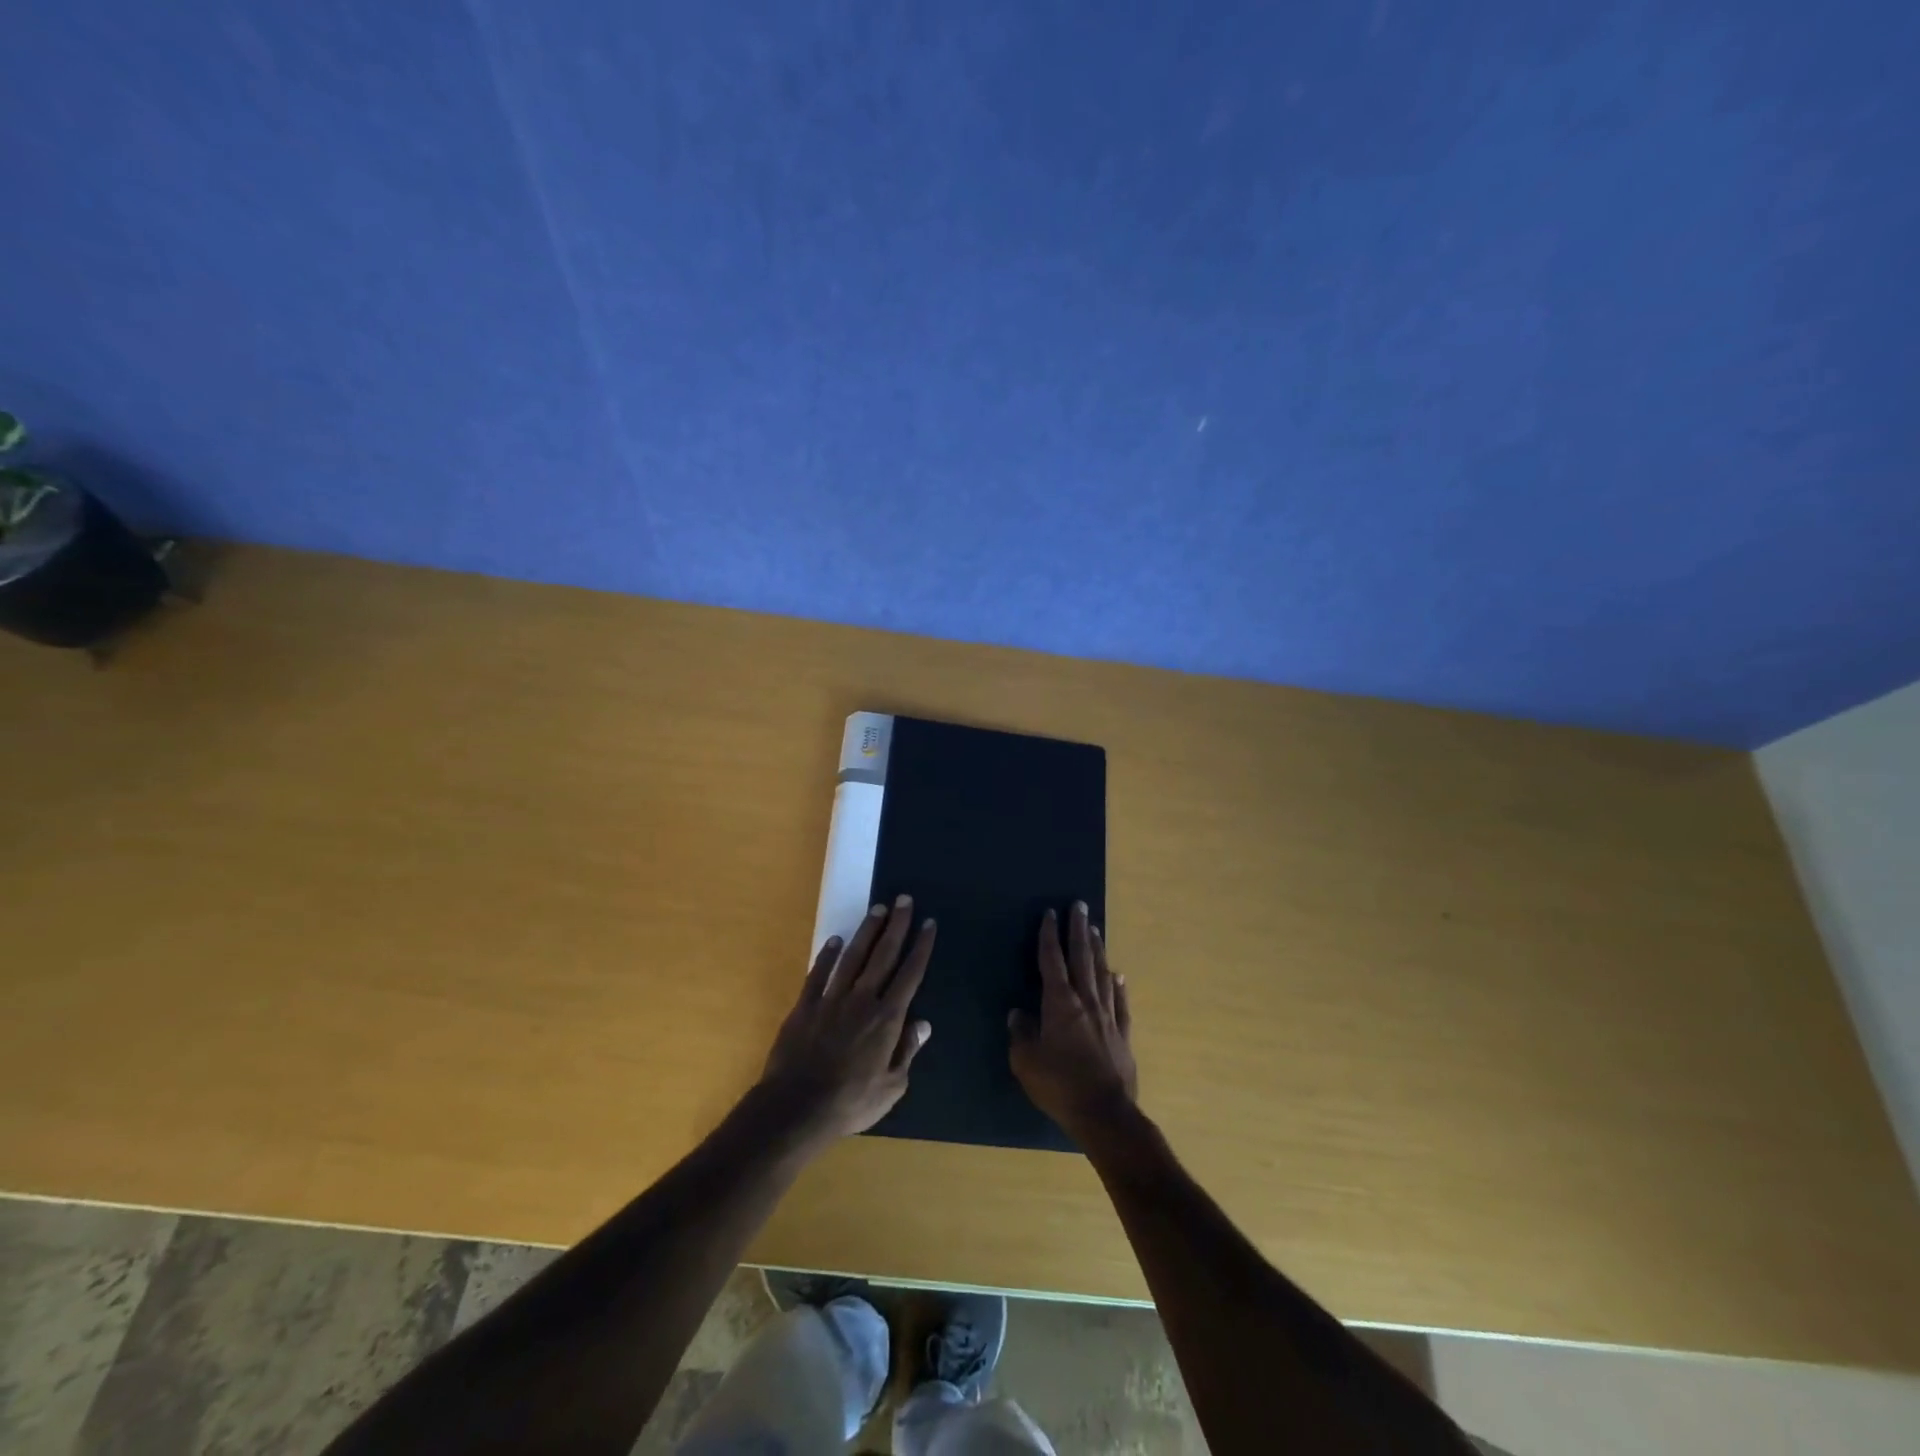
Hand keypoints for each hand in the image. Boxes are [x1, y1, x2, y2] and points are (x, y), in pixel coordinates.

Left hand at [759, 895, 934, 1146]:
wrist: (796, 1108)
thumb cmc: (850, 1103)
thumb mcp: (891, 1088)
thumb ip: (907, 1052)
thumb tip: (922, 1024)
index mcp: (887, 1019)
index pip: (910, 974)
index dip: (921, 947)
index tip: (928, 923)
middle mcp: (862, 1000)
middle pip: (883, 955)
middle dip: (896, 926)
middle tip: (904, 900)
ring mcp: (831, 999)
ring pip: (853, 956)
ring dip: (867, 931)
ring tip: (877, 909)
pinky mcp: (805, 1005)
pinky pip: (819, 972)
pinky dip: (828, 954)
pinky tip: (836, 940)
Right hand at [1010, 902, 1137, 1137]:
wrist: (1105, 1114)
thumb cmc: (1060, 1086)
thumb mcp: (1026, 1062)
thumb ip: (1021, 1033)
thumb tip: (1018, 1013)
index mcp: (1059, 1004)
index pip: (1052, 961)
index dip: (1049, 936)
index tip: (1050, 913)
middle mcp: (1086, 1001)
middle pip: (1081, 957)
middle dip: (1077, 930)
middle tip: (1079, 905)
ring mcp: (1108, 1016)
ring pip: (1101, 973)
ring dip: (1097, 949)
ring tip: (1094, 929)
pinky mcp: (1123, 1033)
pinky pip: (1120, 1001)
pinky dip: (1117, 985)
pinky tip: (1118, 974)